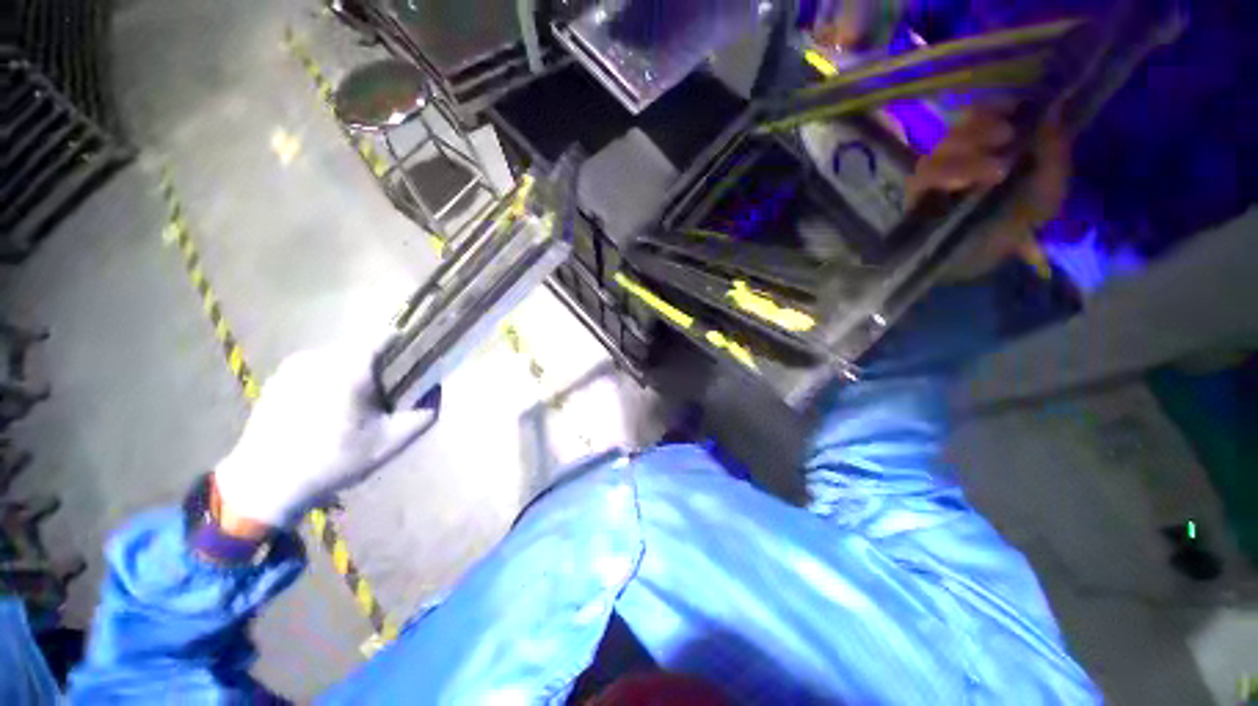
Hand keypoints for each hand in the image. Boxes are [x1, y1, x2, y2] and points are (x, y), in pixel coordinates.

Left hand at [213, 337, 435, 529]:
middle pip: (363, 349)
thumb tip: (436, 390)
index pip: (385, 337)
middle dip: (378, 368)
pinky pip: (317, 368)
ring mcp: (294, 365)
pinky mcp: (278, 377)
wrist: (265, 484)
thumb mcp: (390, 443)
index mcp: (350, 368)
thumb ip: (424, 414)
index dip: (405, 347)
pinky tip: (322, 412)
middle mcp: (320, 357)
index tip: (411, 368)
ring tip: (349, 409)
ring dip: (352, 374)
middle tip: (380, 400)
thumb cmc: (333, 461)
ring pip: (340, 358)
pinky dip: (328, 381)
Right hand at [907, 103, 1070, 279]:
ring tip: (994, 172)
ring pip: (939, 149)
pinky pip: (921, 176)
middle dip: (980, 128)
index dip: (994, 106)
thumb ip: (1054, 153)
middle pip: (957, 128)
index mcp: (989, 148)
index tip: (1013, 109)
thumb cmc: (1014, 226)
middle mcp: (958, 157)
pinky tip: (960, 185)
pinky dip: (942, 174)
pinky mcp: (915, 196)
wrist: (979, 264)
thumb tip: (1057, 108)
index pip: (983, 115)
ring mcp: (934, 177)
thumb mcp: (1048, 191)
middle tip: (1004, 137)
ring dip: (966, 153)